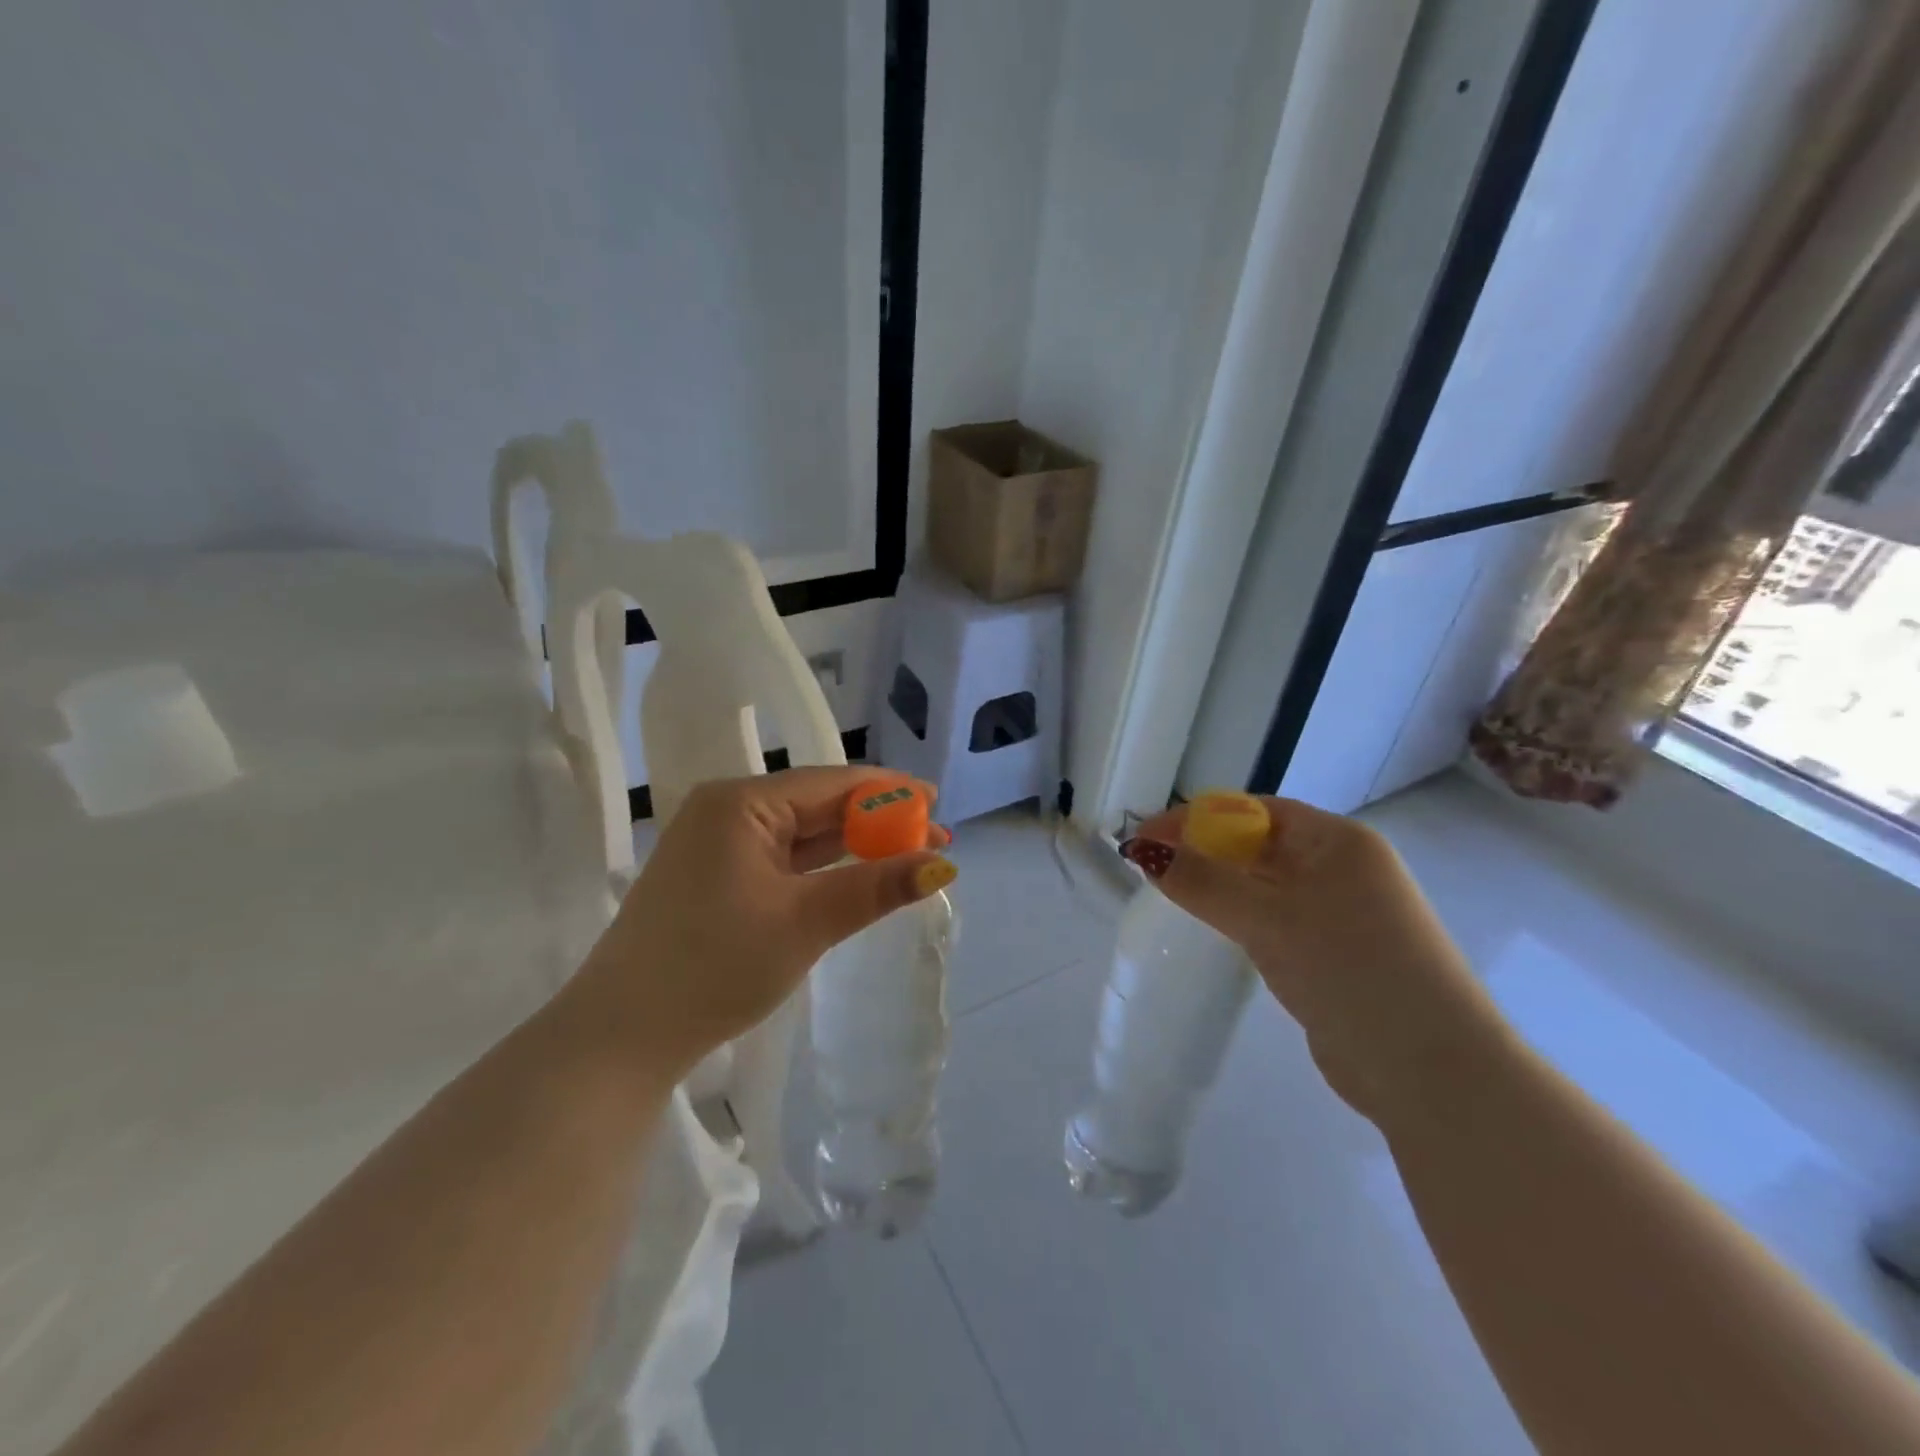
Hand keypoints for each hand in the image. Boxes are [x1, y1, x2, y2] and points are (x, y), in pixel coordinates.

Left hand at [574, 768, 955, 1079]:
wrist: (622, 1037)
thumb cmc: (716, 965)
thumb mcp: (806, 922)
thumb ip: (876, 886)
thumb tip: (944, 864)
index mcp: (741, 803)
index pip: (832, 782)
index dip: (890, 791)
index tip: (937, 804)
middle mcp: (727, 811)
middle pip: (818, 804)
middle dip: (877, 821)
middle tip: (933, 839)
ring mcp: (718, 845)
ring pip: (802, 834)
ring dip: (853, 845)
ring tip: (908, 855)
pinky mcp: (716, 878)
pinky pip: (783, 859)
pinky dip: (822, 868)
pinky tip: (856, 875)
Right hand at [1124, 797, 1499, 1124]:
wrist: (1434, 1072)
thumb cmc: (1350, 970)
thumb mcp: (1268, 919)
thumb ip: (1202, 882)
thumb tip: (1141, 851)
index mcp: (1338, 841)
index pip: (1254, 811)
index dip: (1195, 819)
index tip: (1144, 838)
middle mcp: (1344, 868)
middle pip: (1259, 844)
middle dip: (1204, 850)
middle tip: (1150, 868)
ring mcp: (1344, 914)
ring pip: (1267, 885)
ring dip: (1221, 885)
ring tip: (1173, 895)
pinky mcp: (1337, 955)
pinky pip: (1277, 920)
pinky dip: (1243, 918)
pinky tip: (1217, 931)